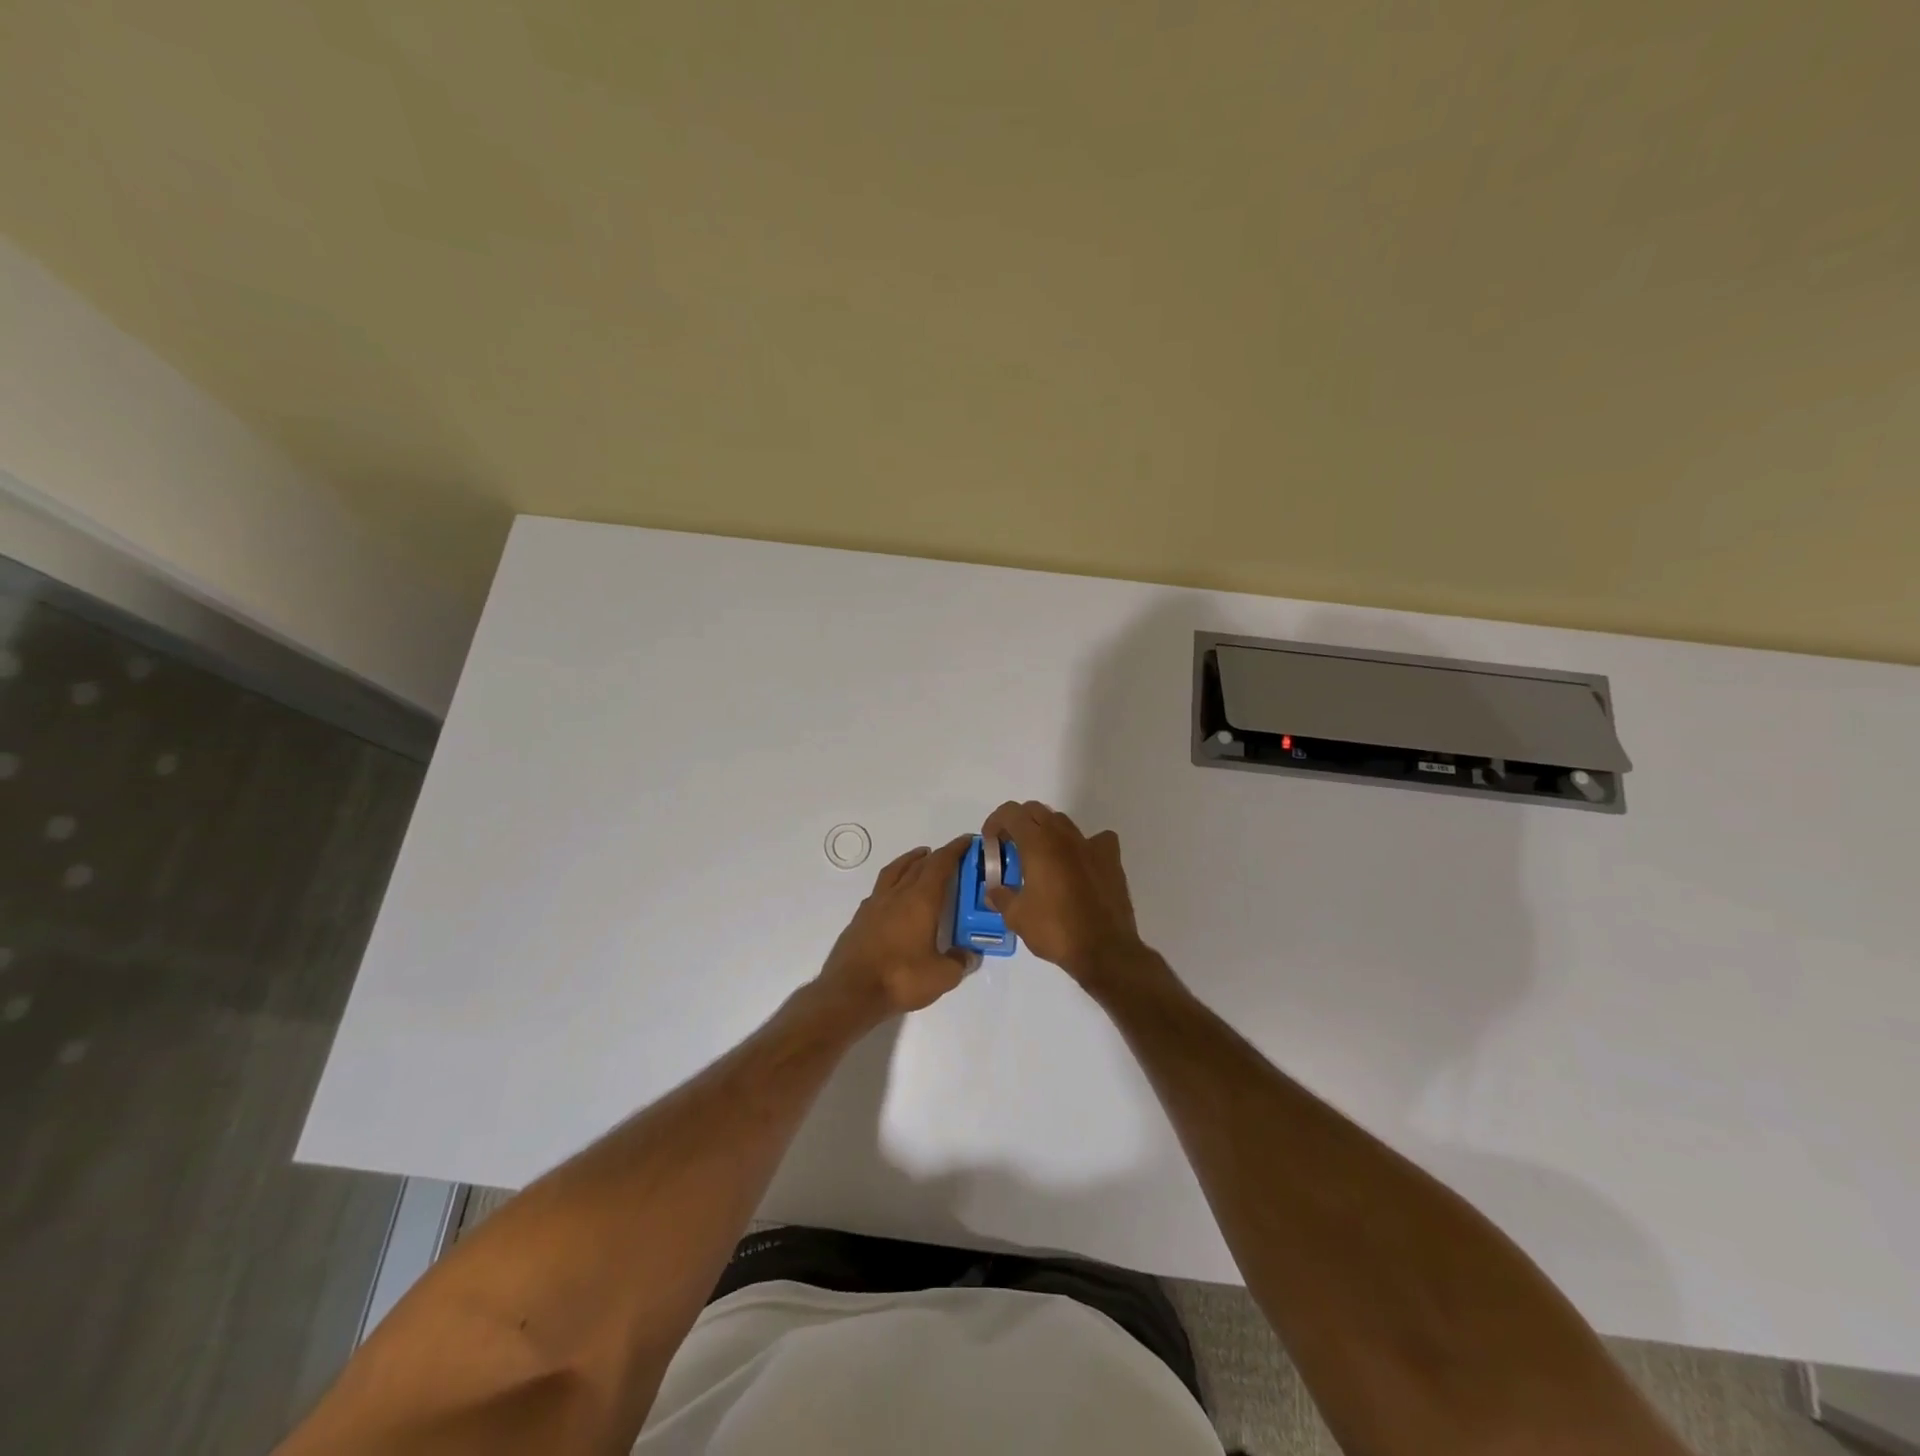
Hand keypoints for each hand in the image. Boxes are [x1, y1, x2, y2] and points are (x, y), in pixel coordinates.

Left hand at [817, 836, 973, 1018]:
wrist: (850, 992)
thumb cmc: (901, 978)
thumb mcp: (942, 976)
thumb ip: (959, 962)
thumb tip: (969, 955)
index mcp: (921, 900)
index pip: (940, 864)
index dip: (955, 850)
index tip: (967, 841)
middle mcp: (897, 894)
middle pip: (918, 864)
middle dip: (936, 856)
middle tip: (950, 856)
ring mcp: (875, 904)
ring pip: (895, 871)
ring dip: (910, 861)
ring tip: (920, 860)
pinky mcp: (860, 918)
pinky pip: (880, 889)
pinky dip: (893, 882)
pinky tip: (895, 895)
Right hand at [981, 801, 1148, 988]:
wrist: (1104, 949)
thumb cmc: (1055, 929)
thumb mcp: (1016, 917)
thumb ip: (1001, 897)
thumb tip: (992, 891)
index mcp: (1037, 843)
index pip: (1011, 813)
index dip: (995, 821)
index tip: (990, 841)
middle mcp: (1064, 836)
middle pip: (1036, 811)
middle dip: (1019, 823)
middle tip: (1011, 847)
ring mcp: (1090, 844)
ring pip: (1063, 822)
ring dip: (1047, 832)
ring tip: (1041, 857)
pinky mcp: (1111, 859)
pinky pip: (1096, 840)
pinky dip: (1084, 845)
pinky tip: (1080, 862)